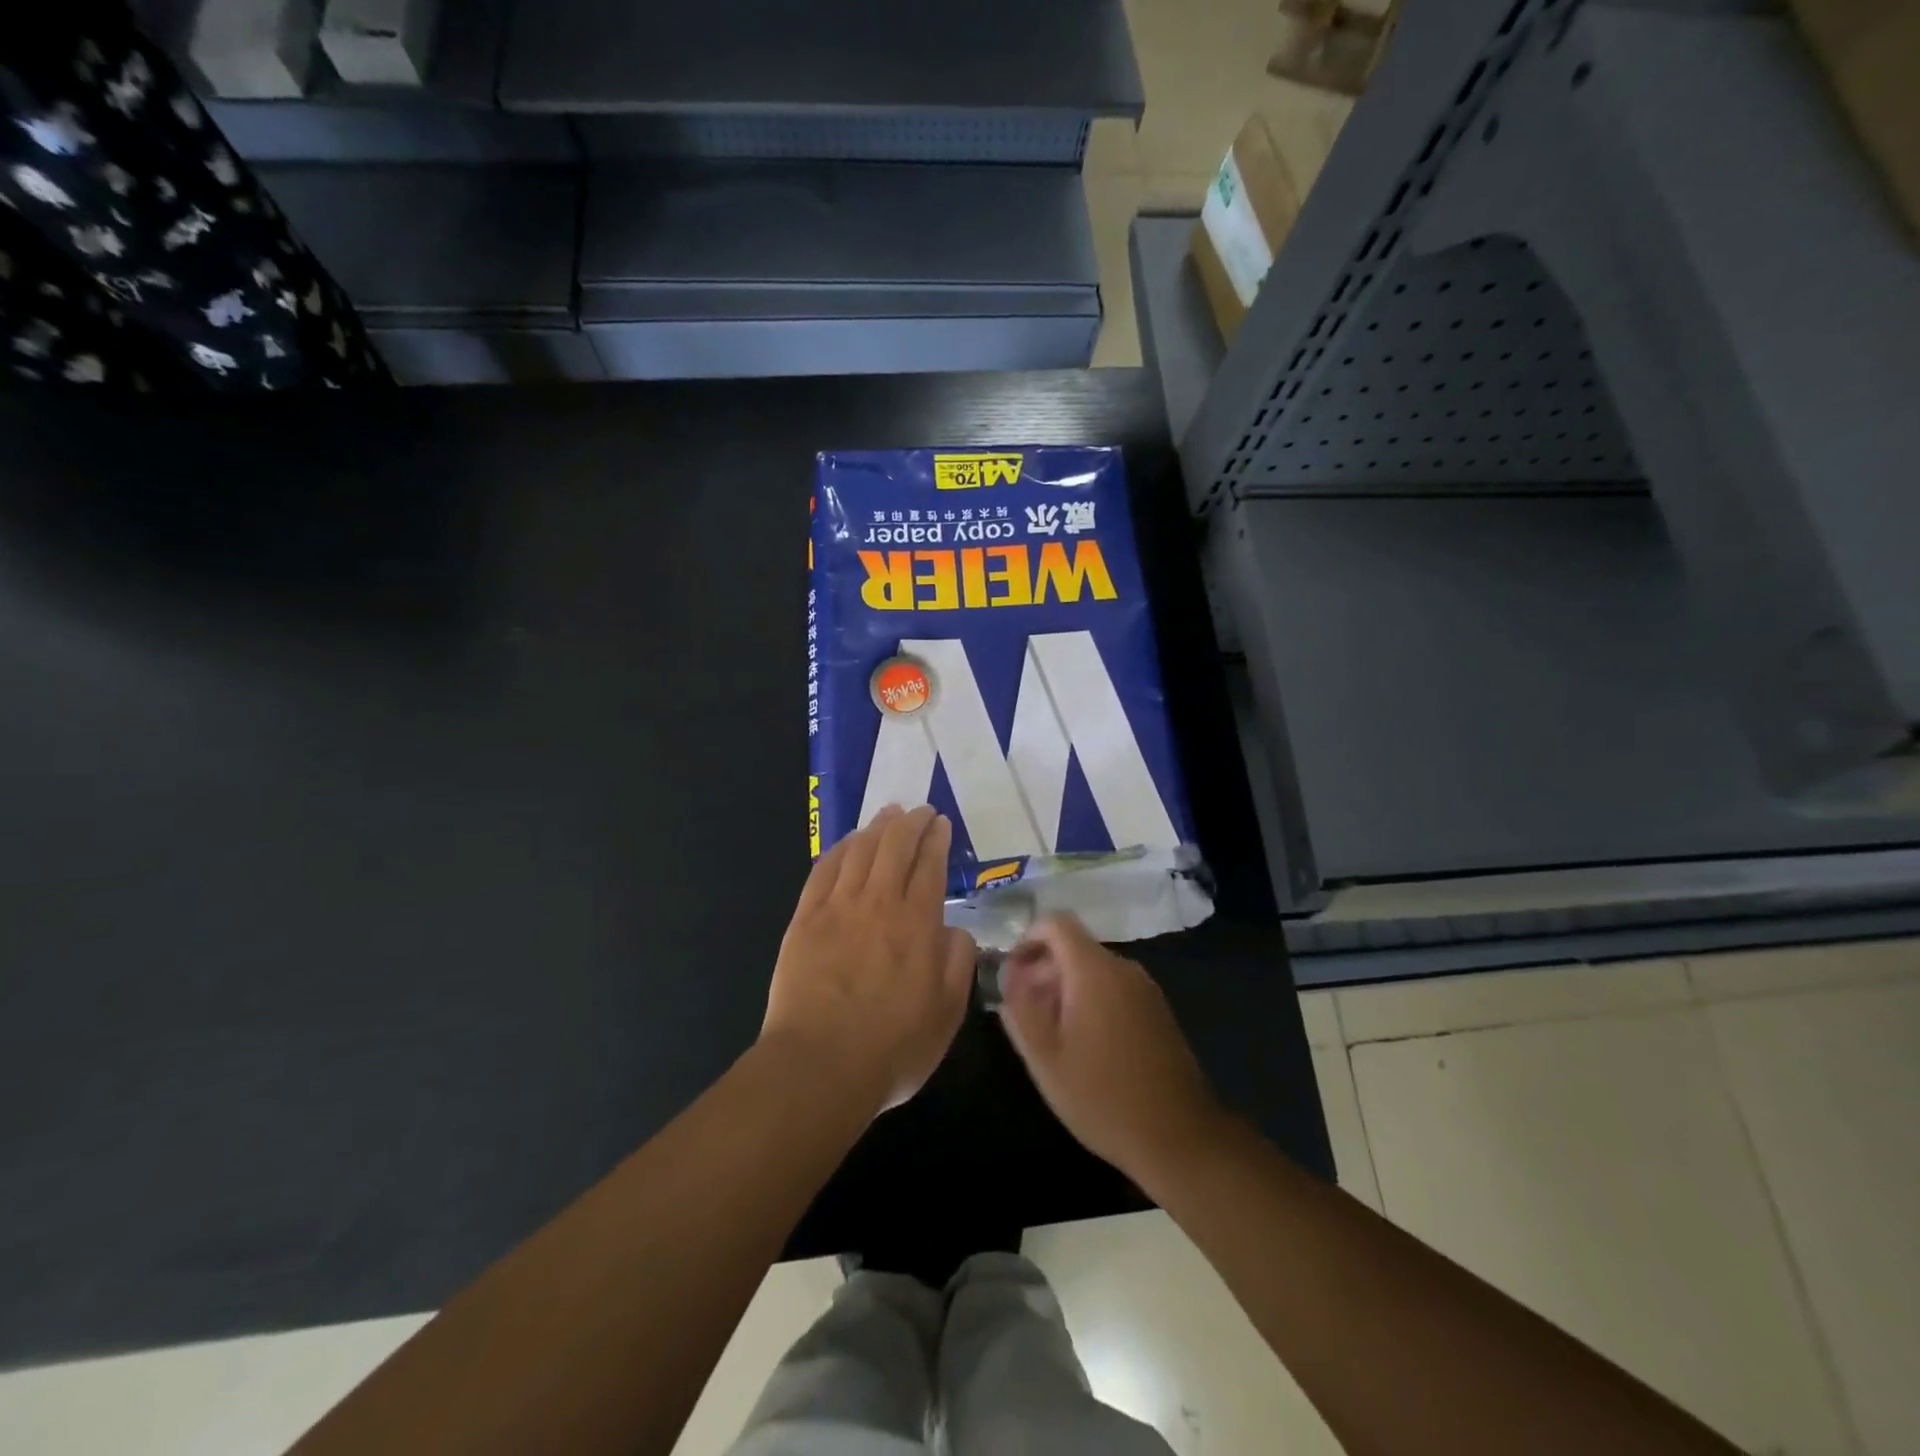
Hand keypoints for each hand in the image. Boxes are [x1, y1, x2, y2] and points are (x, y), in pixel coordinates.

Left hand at [762, 805, 975, 1113]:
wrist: (819, 1067)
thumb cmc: (892, 1047)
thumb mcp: (947, 1013)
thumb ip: (958, 963)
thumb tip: (955, 929)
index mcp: (917, 923)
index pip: (929, 865)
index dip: (936, 839)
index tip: (940, 824)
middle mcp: (878, 903)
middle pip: (895, 846)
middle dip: (910, 822)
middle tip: (919, 811)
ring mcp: (837, 908)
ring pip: (860, 851)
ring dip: (877, 827)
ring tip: (888, 814)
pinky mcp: (805, 919)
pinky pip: (824, 870)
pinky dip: (839, 849)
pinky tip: (848, 842)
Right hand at [999, 914, 1226, 1179]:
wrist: (1179, 1137)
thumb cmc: (1102, 1097)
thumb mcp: (1045, 1059)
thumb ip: (1020, 1010)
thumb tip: (1010, 978)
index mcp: (1094, 971)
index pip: (1056, 923)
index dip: (1027, 938)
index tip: (1011, 972)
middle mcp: (1123, 968)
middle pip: (1074, 946)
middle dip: (1043, 969)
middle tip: (1023, 1009)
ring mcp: (1145, 988)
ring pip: (1094, 969)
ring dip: (1065, 987)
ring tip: (1049, 1032)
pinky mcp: (1157, 1010)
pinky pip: (1114, 987)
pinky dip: (1091, 999)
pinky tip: (1083, 1043)